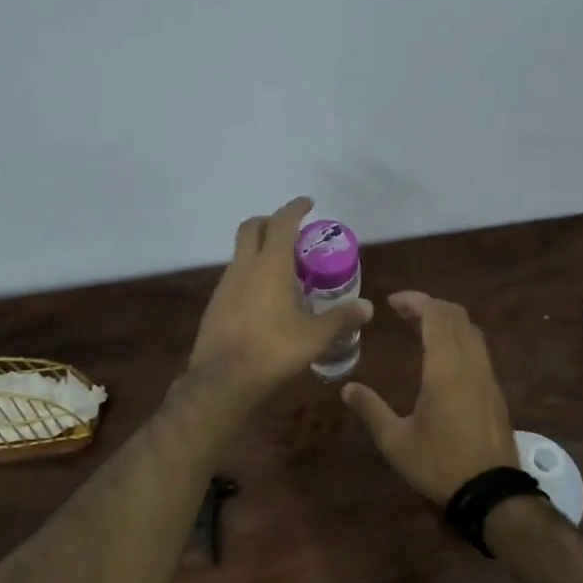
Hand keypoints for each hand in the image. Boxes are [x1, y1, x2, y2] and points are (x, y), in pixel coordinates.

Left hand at [188, 197, 372, 398]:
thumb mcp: (315, 337)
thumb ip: (341, 319)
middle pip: (252, 227)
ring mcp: (225, 285)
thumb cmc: (273, 350)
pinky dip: (251, 274)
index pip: (282, 223)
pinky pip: (235, 276)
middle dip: (270, 221)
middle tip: (292, 231)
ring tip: (284, 269)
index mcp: (270, 265)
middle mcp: (244, 267)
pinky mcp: (215, 304)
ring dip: (260, 249)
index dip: (295, 208)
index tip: (308, 203)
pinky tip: (265, 298)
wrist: (221, 379)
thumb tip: (367, 307)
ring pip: (241, 253)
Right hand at [342, 291, 517, 504]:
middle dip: (431, 306)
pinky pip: (479, 349)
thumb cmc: (439, 464)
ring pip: (472, 331)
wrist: (492, 493)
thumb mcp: (395, 441)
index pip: (436, 315)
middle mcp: (471, 364)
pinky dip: (459, 338)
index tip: (392, 302)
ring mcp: (488, 377)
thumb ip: (371, 409)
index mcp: (446, 368)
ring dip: (447, 321)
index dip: (415, 301)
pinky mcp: (496, 392)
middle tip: (403, 312)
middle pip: (457, 316)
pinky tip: (443, 357)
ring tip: (421, 328)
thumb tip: (347, 389)